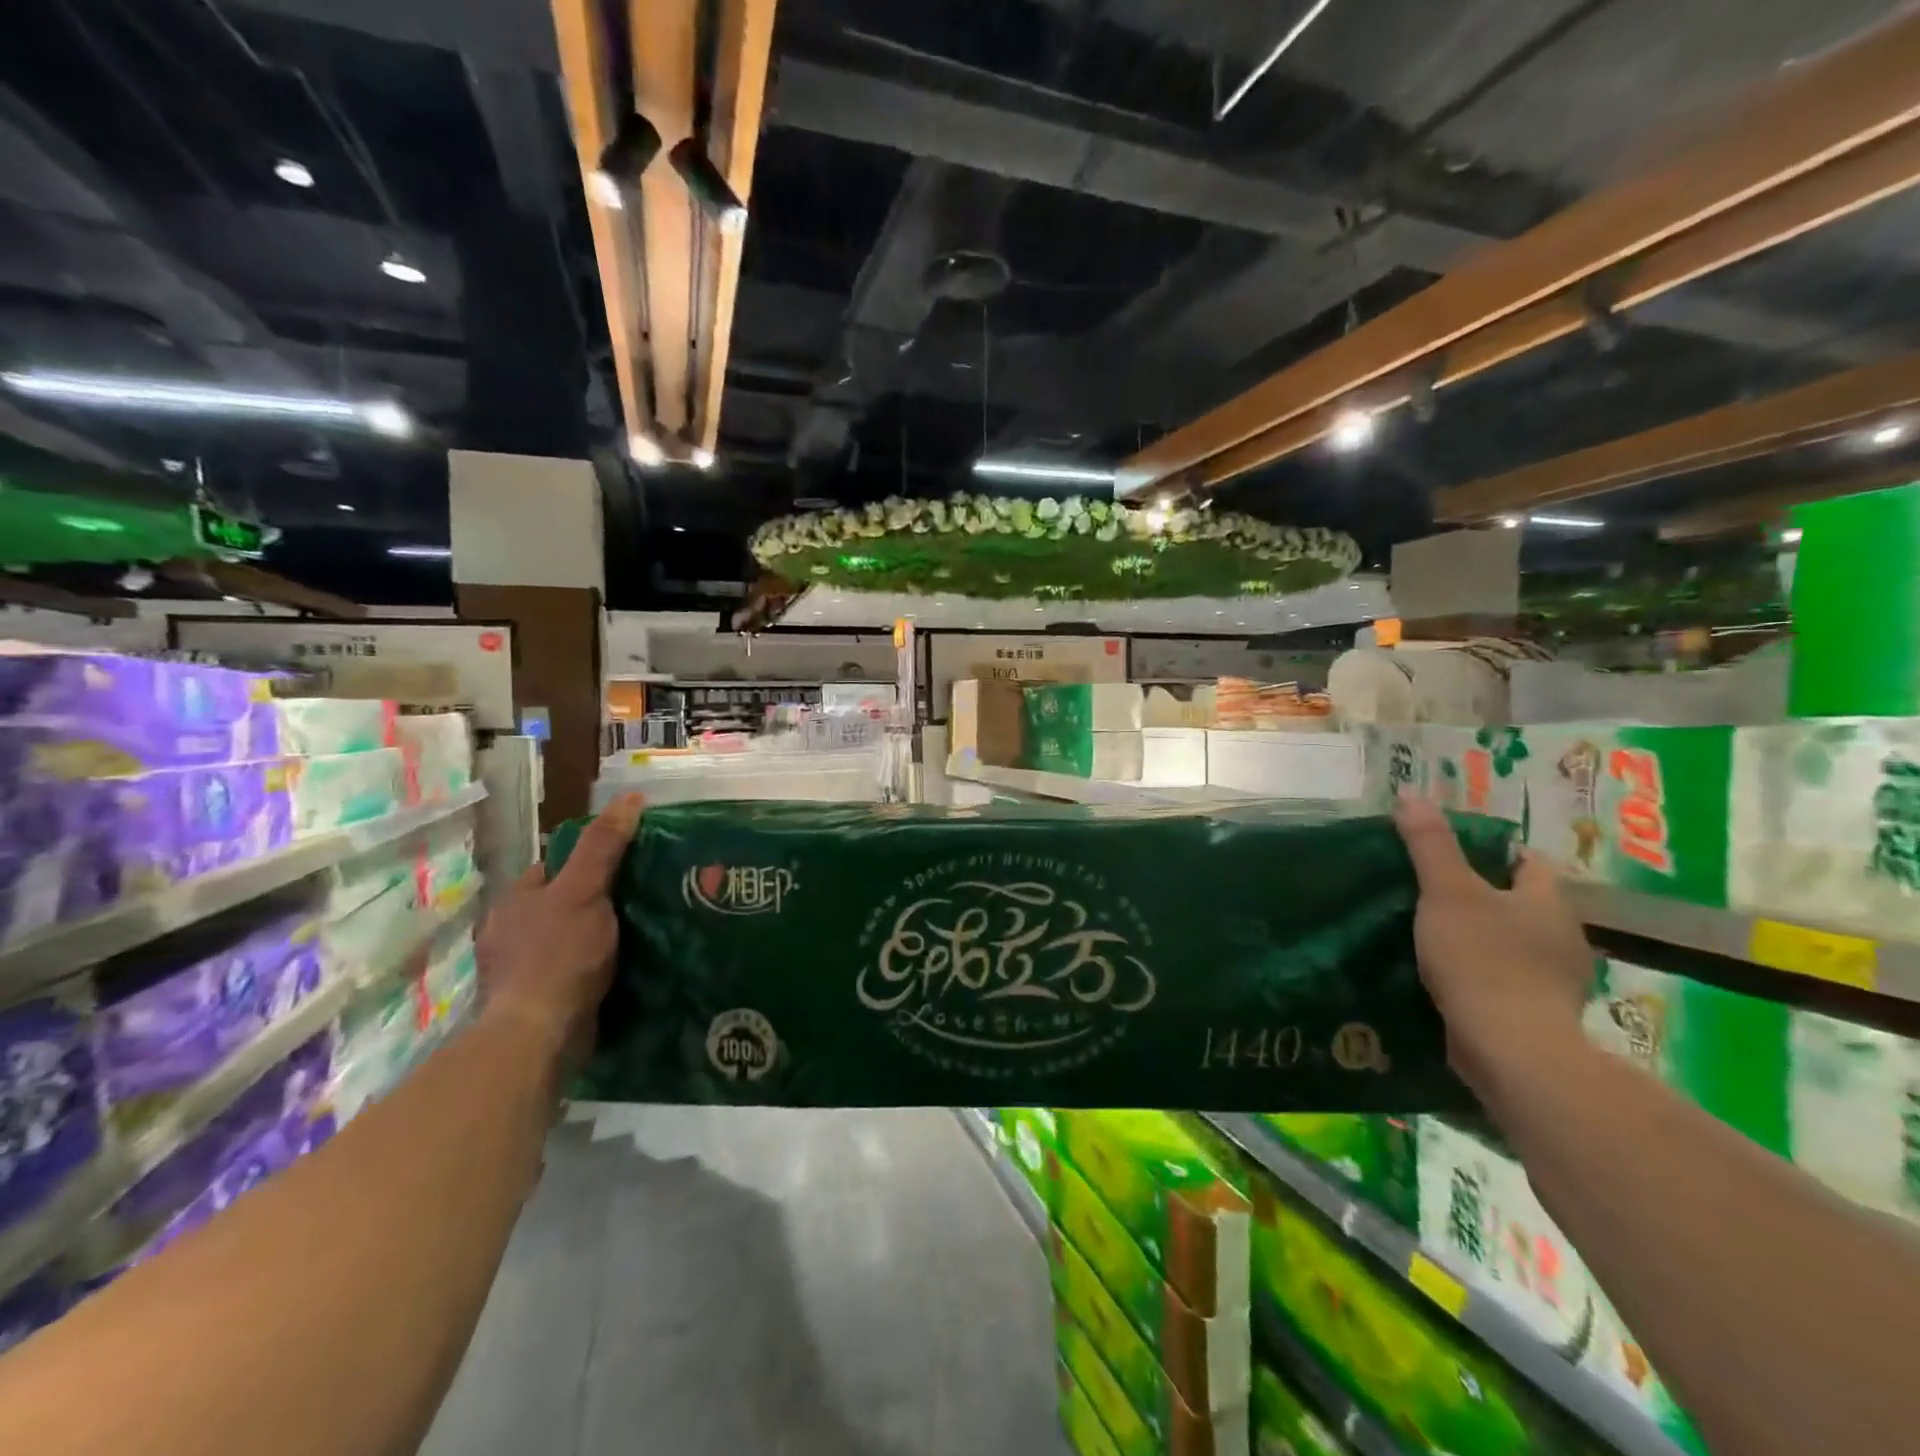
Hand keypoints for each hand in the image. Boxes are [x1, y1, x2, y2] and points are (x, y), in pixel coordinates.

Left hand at [476, 793, 642, 1062]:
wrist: (538, 1034)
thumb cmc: (558, 954)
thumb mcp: (585, 890)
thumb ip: (604, 846)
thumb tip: (631, 796)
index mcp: (514, 901)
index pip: (554, 868)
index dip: (588, 863)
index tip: (627, 866)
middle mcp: (509, 932)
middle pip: (560, 904)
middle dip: (593, 902)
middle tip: (640, 900)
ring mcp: (518, 970)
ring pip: (566, 939)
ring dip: (594, 938)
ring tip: (638, 935)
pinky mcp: (535, 1002)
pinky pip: (569, 973)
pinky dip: (591, 970)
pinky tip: (620, 970)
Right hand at [1393, 793, 1594, 1095]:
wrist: (1512, 1050)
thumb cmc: (1483, 959)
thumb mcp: (1446, 892)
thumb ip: (1430, 845)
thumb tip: (1411, 795)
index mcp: (1548, 901)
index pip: (1527, 861)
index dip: (1492, 851)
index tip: (1450, 852)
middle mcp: (1563, 936)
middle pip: (1522, 902)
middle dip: (1483, 894)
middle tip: (1432, 890)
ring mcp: (1555, 979)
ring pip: (1515, 942)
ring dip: (1483, 936)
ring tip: (1432, 932)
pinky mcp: (1537, 1014)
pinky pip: (1507, 978)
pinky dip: (1482, 972)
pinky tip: (1448, 975)